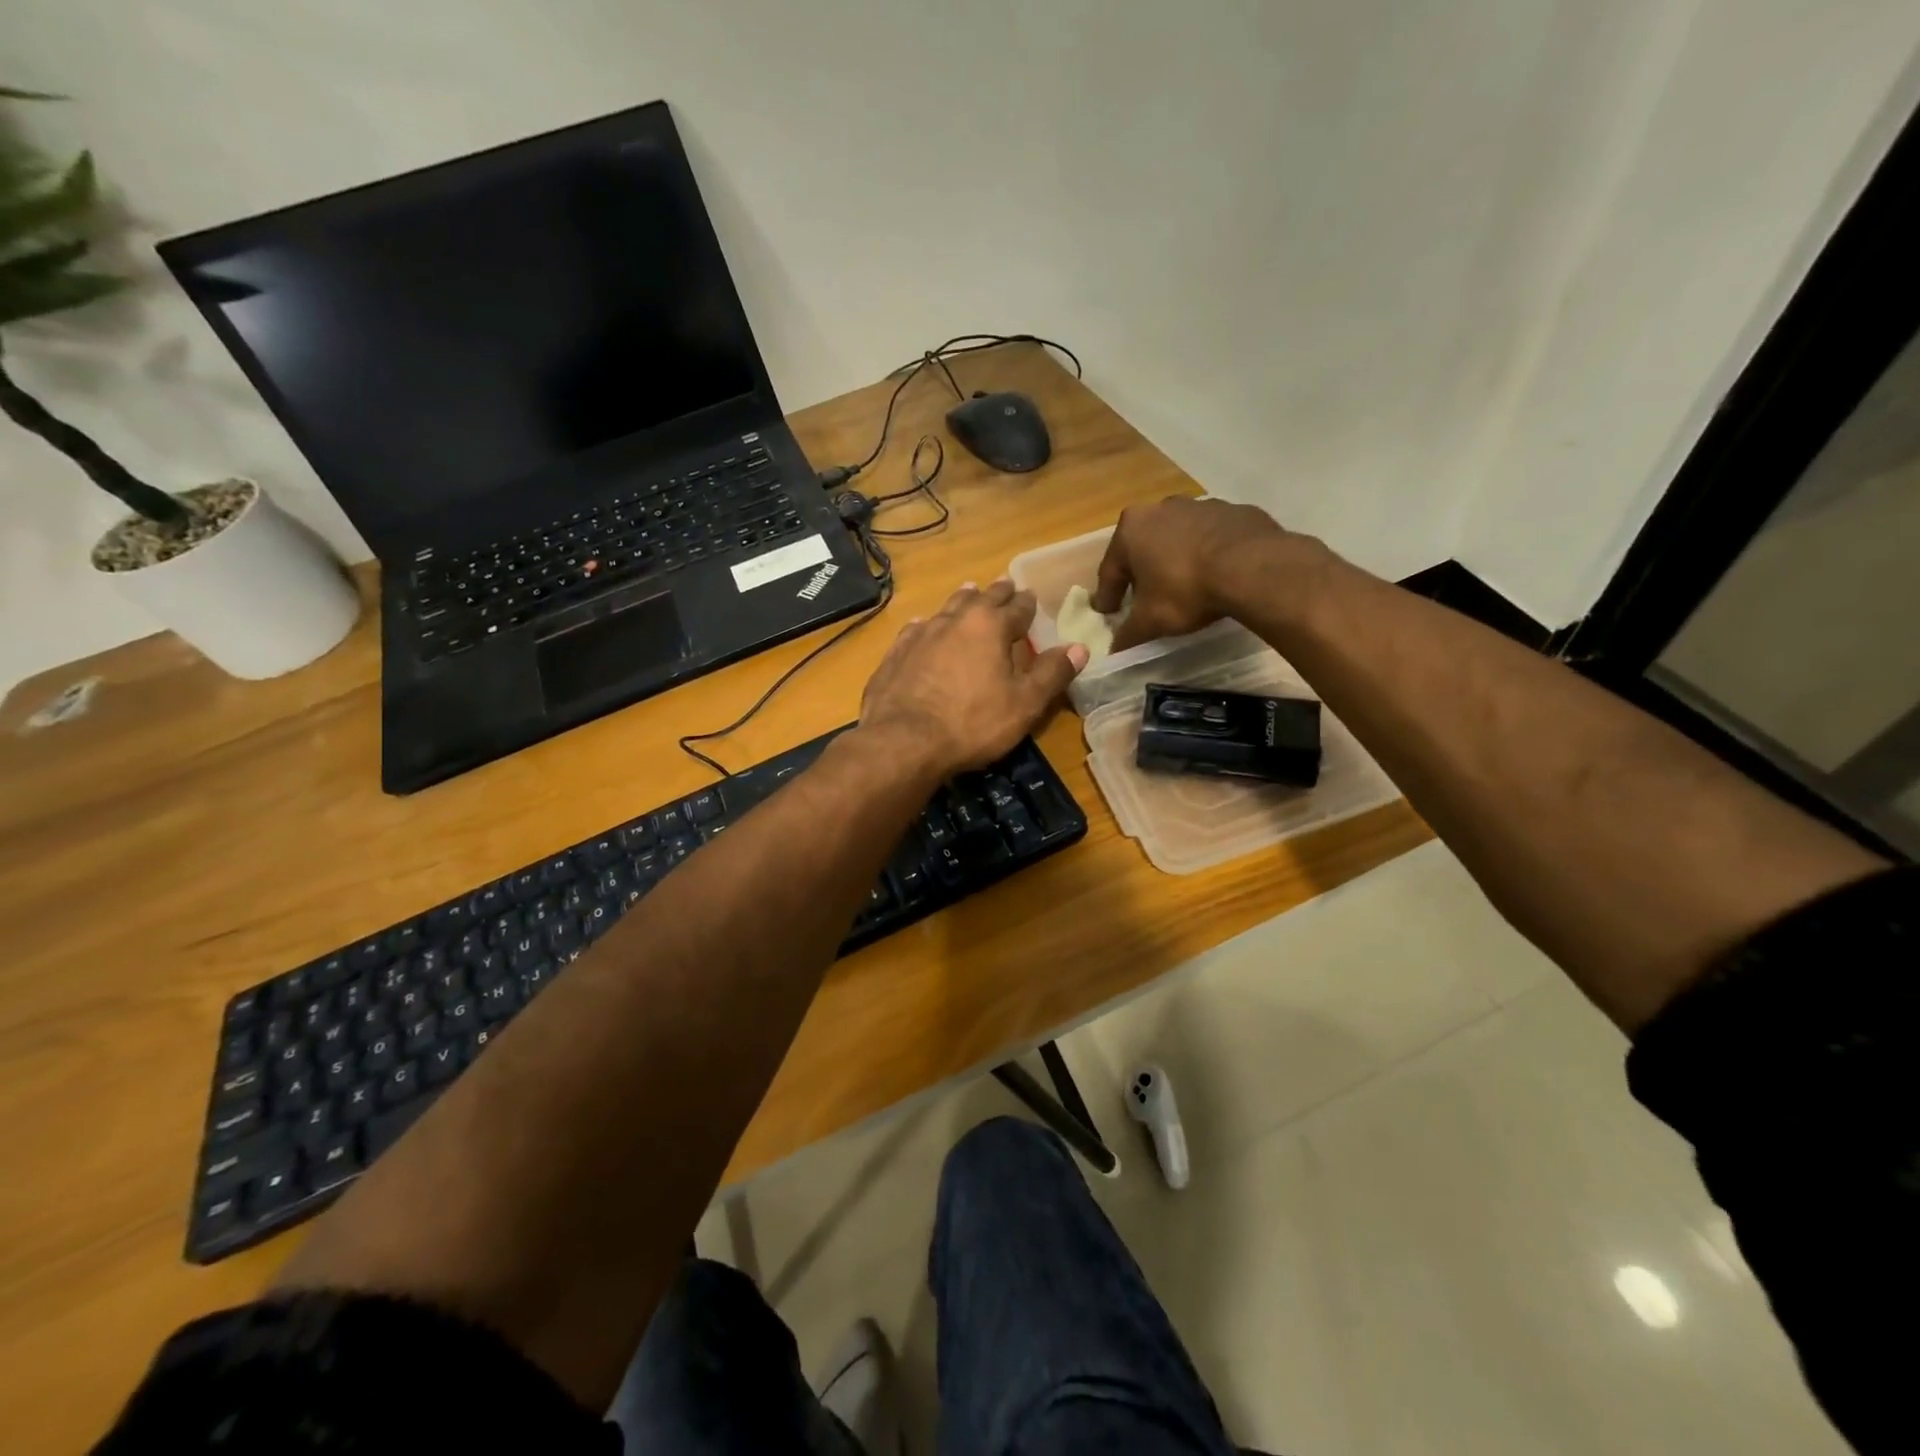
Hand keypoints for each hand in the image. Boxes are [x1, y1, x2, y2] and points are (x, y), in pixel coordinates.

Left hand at [861, 580, 1087, 775]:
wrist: (903, 741)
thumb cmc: (972, 724)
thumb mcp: (1024, 704)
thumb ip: (1051, 674)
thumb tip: (1079, 648)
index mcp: (990, 627)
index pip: (1017, 608)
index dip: (1027, 604)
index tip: (1032, 596)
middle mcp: (955, 620)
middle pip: (981, 599)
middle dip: (997, 592)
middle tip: (1005, 584)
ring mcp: (921, 634)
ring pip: (947, 608)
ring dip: (962, 600)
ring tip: (969, 591)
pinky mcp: (895, 653)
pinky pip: (915, 629)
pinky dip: (926, 624)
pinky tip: (922, 625)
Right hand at [1093, 497, 1288, 651]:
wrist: (1253, 568)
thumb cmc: (1186, 590)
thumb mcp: (1150, 621)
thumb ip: (1128, 634)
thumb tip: (1114, 649)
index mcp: (1131, 529)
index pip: (1110, 569)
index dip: (1108, 596)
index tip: (1108, 613)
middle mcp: (1161, 509)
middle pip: (1144, 548)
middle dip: (1142, 572)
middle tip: (1144, 598)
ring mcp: (1200, 506)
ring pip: (1178, 539)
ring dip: (1175, 560)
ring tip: (1183, 587)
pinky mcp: (1234, 511)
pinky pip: (1211, 537)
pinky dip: (1208, 554)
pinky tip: (1215, 575)